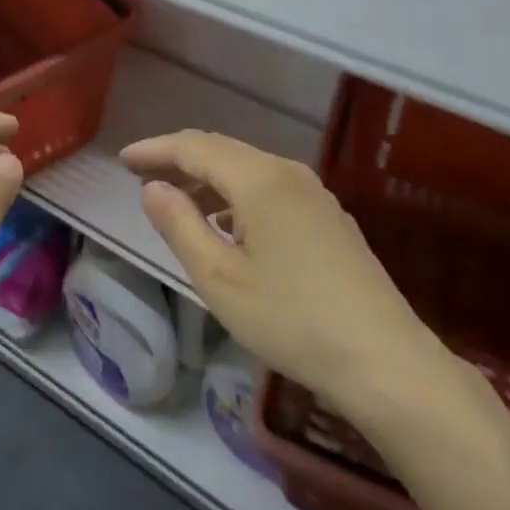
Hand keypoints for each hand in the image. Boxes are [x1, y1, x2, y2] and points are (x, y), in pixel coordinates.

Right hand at [121, 131, 453, 425]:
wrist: (386, 363)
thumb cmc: (292, 320)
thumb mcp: (219, 278)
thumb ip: (180, 225)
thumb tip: (153, 189)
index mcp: (259, 180)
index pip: (194, 147)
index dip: (155, 150)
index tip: (123, 161)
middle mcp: (288, 173)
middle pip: (222, 150)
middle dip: (179, 159)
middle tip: (142, 176)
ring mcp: (314, 194)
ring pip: (247, 168)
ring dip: (208, 178)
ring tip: (177, 202)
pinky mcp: (329, 217)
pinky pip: (269, 188)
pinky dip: (236, 195)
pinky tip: (227, 225)